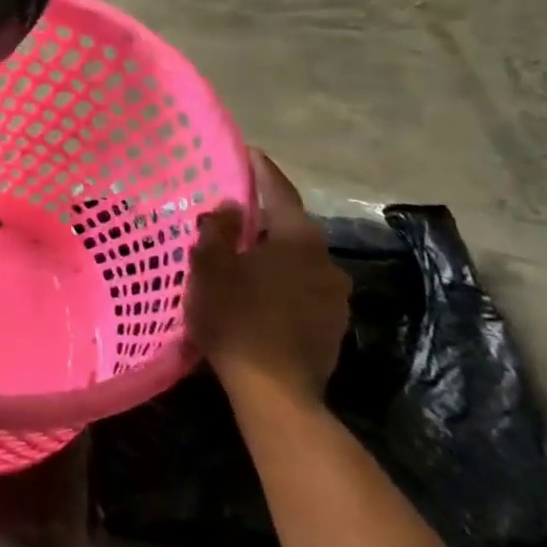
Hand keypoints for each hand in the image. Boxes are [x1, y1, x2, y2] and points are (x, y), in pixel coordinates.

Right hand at [185, 151, 351, 405]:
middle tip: (236, 210)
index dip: (262, 170)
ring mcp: (335, 296)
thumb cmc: (236, 320)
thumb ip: (218, 230)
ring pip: (300, 259)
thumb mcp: (210, 267)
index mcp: (298, 239)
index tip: (248, 152)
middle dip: (265, 216)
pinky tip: (262, 291)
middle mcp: (326, 260)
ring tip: (247, 253)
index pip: (279, 191)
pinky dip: (284, 280)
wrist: (275, 394)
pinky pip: (304, 287)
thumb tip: (231, 207)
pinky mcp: (333, 326)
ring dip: (276, 251)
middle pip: (291, 225)